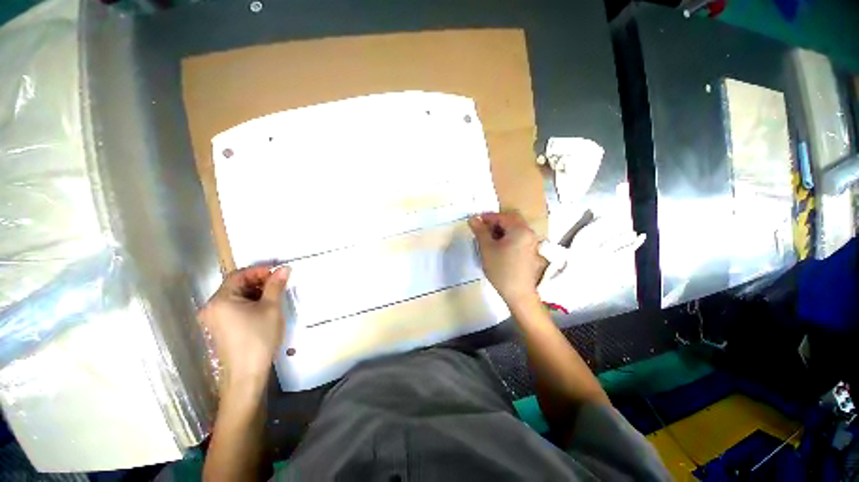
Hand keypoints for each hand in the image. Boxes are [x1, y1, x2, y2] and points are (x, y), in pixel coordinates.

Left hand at [198, 265, 290, 393]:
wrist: (247, 373)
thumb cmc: (259, 337)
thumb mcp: (271, 308)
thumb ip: (276, 285)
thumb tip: (285, 268)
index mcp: (220, 300)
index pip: (239, 275)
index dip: (259, 270)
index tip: (278, 271)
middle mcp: (212, 307)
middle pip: (235, 285)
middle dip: (258, 280)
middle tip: (279, 282)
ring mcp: (214, 318)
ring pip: (236, 296)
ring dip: (255, 291)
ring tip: (275, 294)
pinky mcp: (220, 327)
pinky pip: (234, 307)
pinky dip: (250, 302)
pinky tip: (264, 306)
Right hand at [468, 212, 544, 307]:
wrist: (518, 293)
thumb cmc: (501, 269)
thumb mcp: (487, 249)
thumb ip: (480, 231)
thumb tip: (472, 218)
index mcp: (520, 230)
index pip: (502, 216)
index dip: (487, 217)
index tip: (475, 221)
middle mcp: (529, 233)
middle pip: (511, 220)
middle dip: (495, 222)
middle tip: (482, 229)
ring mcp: (532, 242)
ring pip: (515, 229)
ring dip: (501, 229)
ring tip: (488, 238)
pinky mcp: (531, 251)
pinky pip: (519, 237)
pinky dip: (508, 237)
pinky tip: (498, 246)